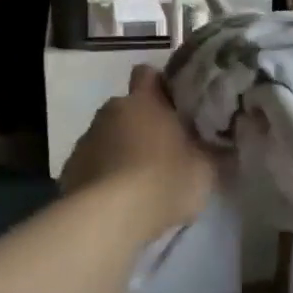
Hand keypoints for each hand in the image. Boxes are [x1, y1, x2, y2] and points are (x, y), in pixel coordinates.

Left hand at [62, 66, 216, 236]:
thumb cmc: (164, 181)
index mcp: (145, 102)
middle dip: (142, 124)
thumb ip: (211, 153)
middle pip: (128, 108)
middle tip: (164, 150)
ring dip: (122, 150)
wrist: (109, 218)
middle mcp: (111, 111)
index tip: (174, 104)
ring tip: (140, 181)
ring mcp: (86, 139)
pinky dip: (104, 175)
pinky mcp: (70, 169)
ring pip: (109, 137)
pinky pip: (93, 164)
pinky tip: (118, 199)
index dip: (160, 85)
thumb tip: (222, 147)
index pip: (148, 74)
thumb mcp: (205, 170)